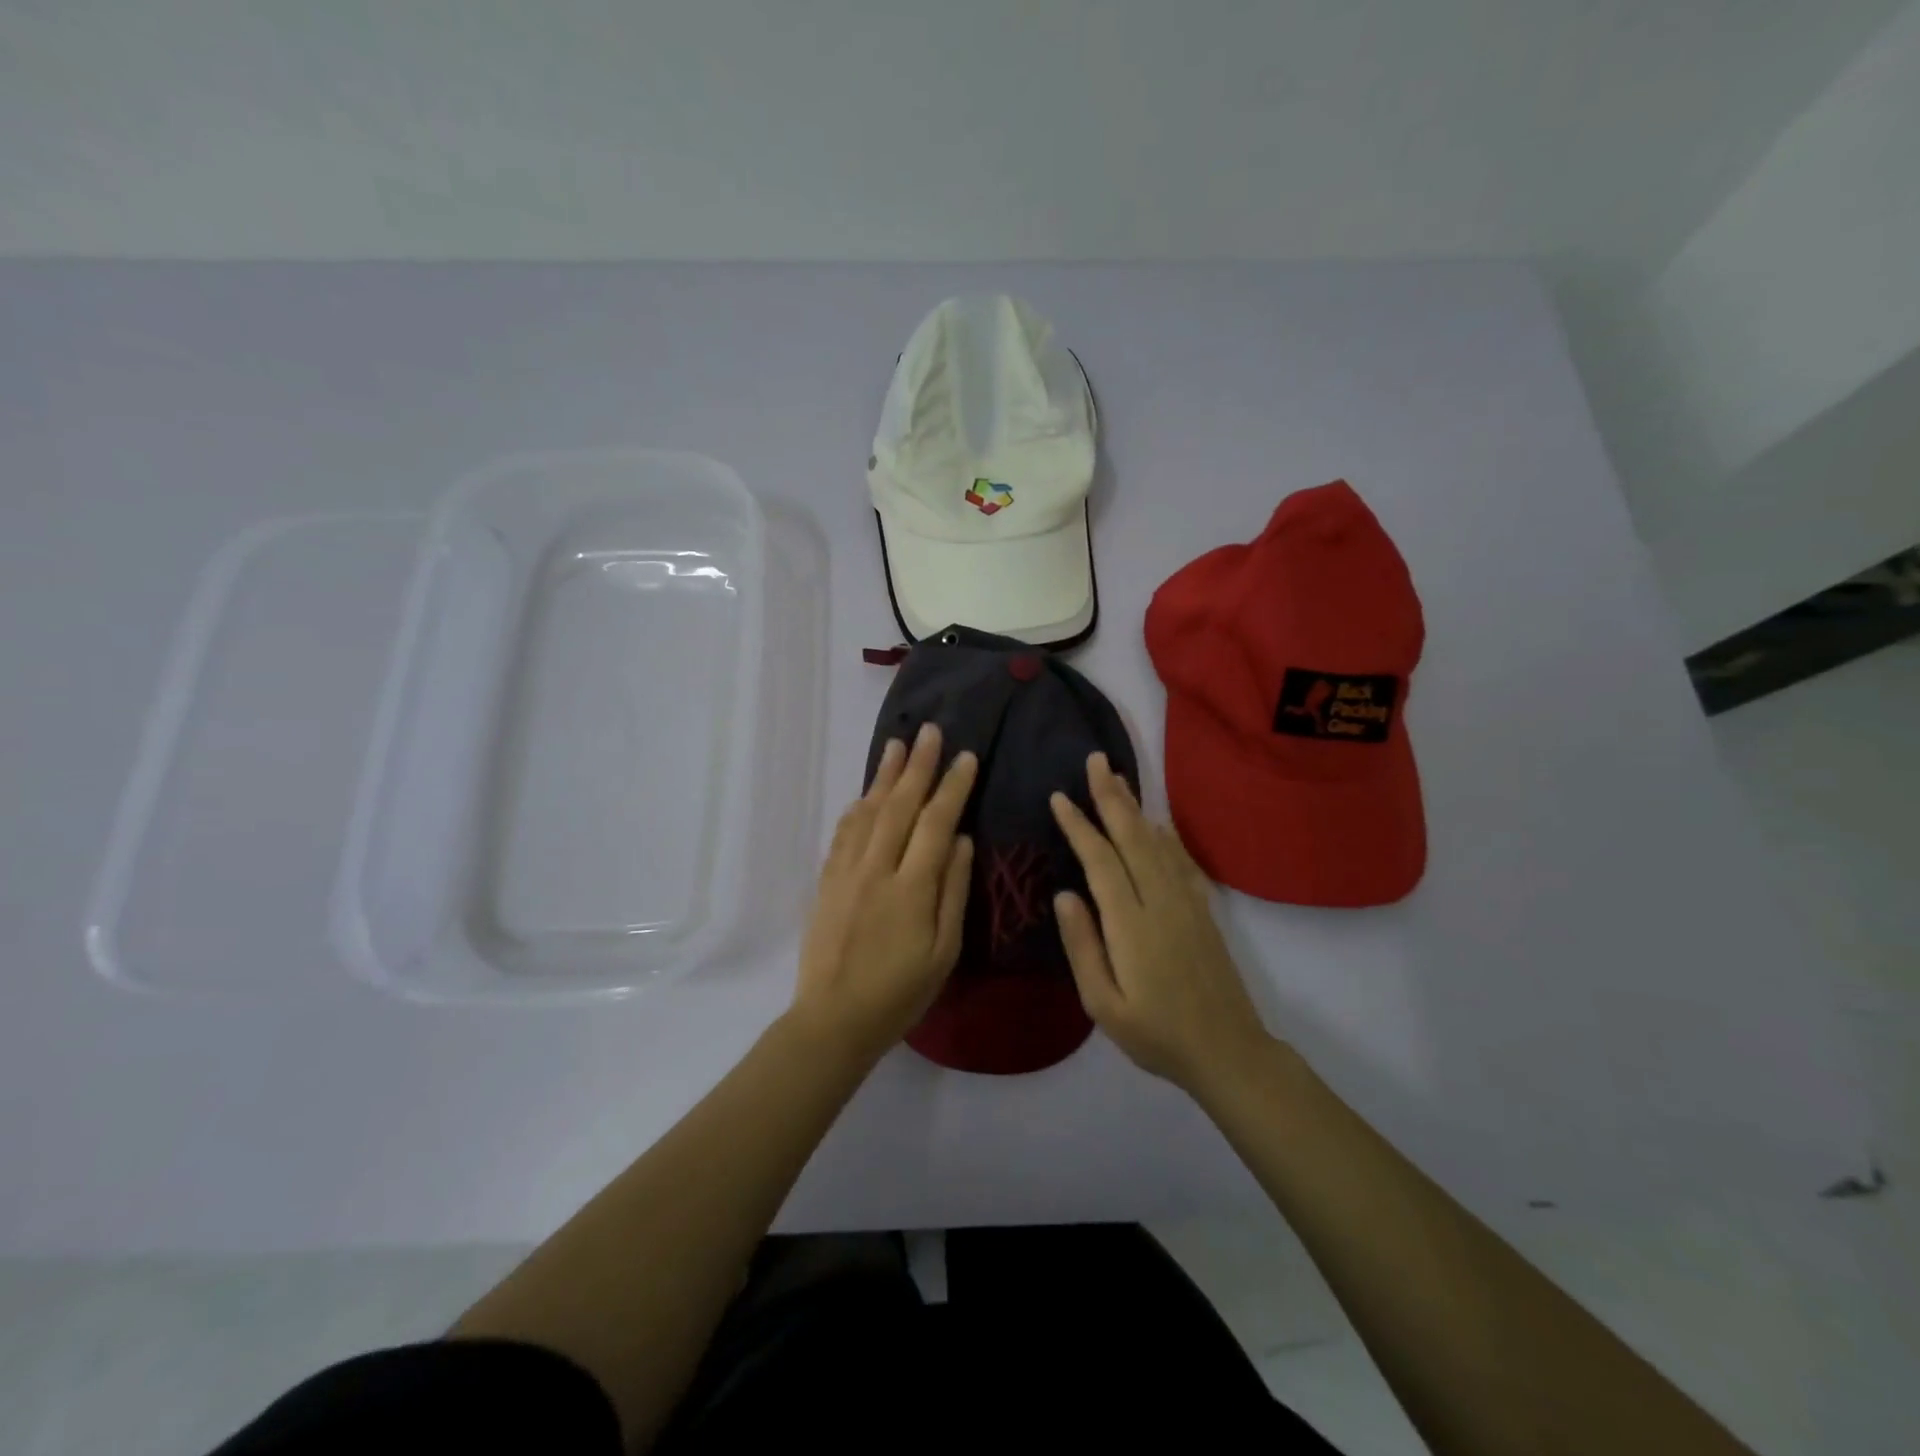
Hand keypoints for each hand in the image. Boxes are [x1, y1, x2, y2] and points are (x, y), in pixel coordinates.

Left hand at [791, 723, 976, 1060]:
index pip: (937, 822)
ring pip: (869, 811)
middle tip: (930, 731)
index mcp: (912, 886)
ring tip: (898, 745)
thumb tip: (963, 839)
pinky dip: (858, 807)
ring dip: (885, 776)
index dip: (953, 787)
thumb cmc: (900, 991)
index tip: (965, 757)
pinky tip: (866, 793)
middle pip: (901, 805)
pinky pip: (844, 832)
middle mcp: (877, 868)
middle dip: (918, 766)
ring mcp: (847, 871)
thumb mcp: (944, 950)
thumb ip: (953, 890)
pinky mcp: (828, 880)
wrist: (834, 1019)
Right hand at [1049, 752, 1274, 1095]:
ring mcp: (1186, 903)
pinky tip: (1157, 823)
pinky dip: (1166, 835)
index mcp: (1130, 924)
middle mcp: (1160, 901)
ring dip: (1135, 808)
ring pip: (1156, 842)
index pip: (1100, 861)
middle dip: (1111, 796)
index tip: (1059, 797)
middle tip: (1095, 760)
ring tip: (1117, 778)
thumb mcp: (1104, 1004)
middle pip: (1132, 837)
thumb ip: (1082, 947)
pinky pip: (1181, 861)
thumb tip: (1064, 894)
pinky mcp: (1203, 911)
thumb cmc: (1156, 1035)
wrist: (1228, 1052)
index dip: (1079, 826)